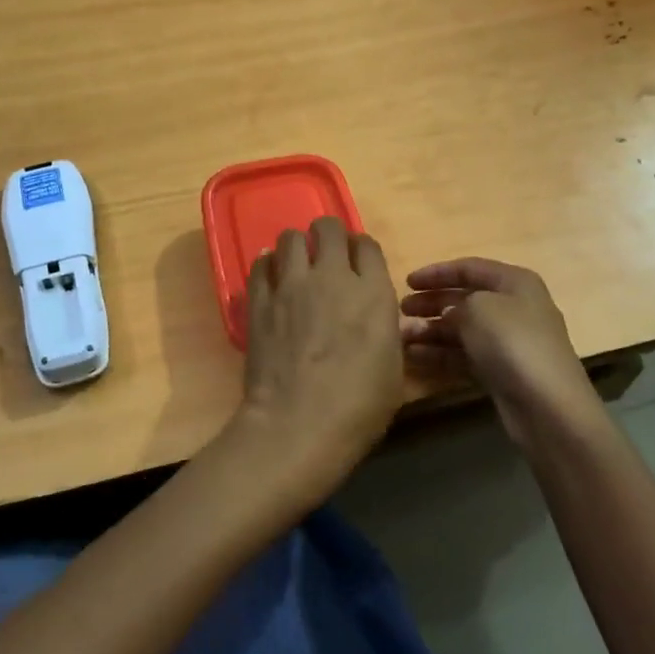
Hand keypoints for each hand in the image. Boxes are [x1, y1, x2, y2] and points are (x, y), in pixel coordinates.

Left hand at [230, 217, 405, 505]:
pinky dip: (266, 265)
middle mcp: (334, 277)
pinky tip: (270, 278)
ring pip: (290, 237)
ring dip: (295, 247)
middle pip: (328, 228)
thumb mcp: (393, 371)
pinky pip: (260, 264)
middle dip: (328, 236)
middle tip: (325, 257)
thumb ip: (386, 332)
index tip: (357, 266)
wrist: (298, 425)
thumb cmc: (358, 408)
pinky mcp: (260, 300)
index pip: (367, 245)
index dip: (361, 251)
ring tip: (295, 266)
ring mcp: (292, 285)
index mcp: (373, 293)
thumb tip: (380, 320)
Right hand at [401, 258, 606, 446]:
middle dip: (432, 302)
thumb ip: (456, 303)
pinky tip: (414, 356)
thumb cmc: (512, 342)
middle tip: (402, 310)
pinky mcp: (501, 371)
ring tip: (402, 336)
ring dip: (431, 330)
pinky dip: (441, 354)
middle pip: (465, 298)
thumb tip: (449, 314)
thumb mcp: (478, 308)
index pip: (470, 268)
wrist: (547, 405)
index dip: (437, 272)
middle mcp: (514, 307)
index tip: (407, 282)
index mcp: (515, 282)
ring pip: (463, 329)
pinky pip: (465, 355)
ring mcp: (509, 342)